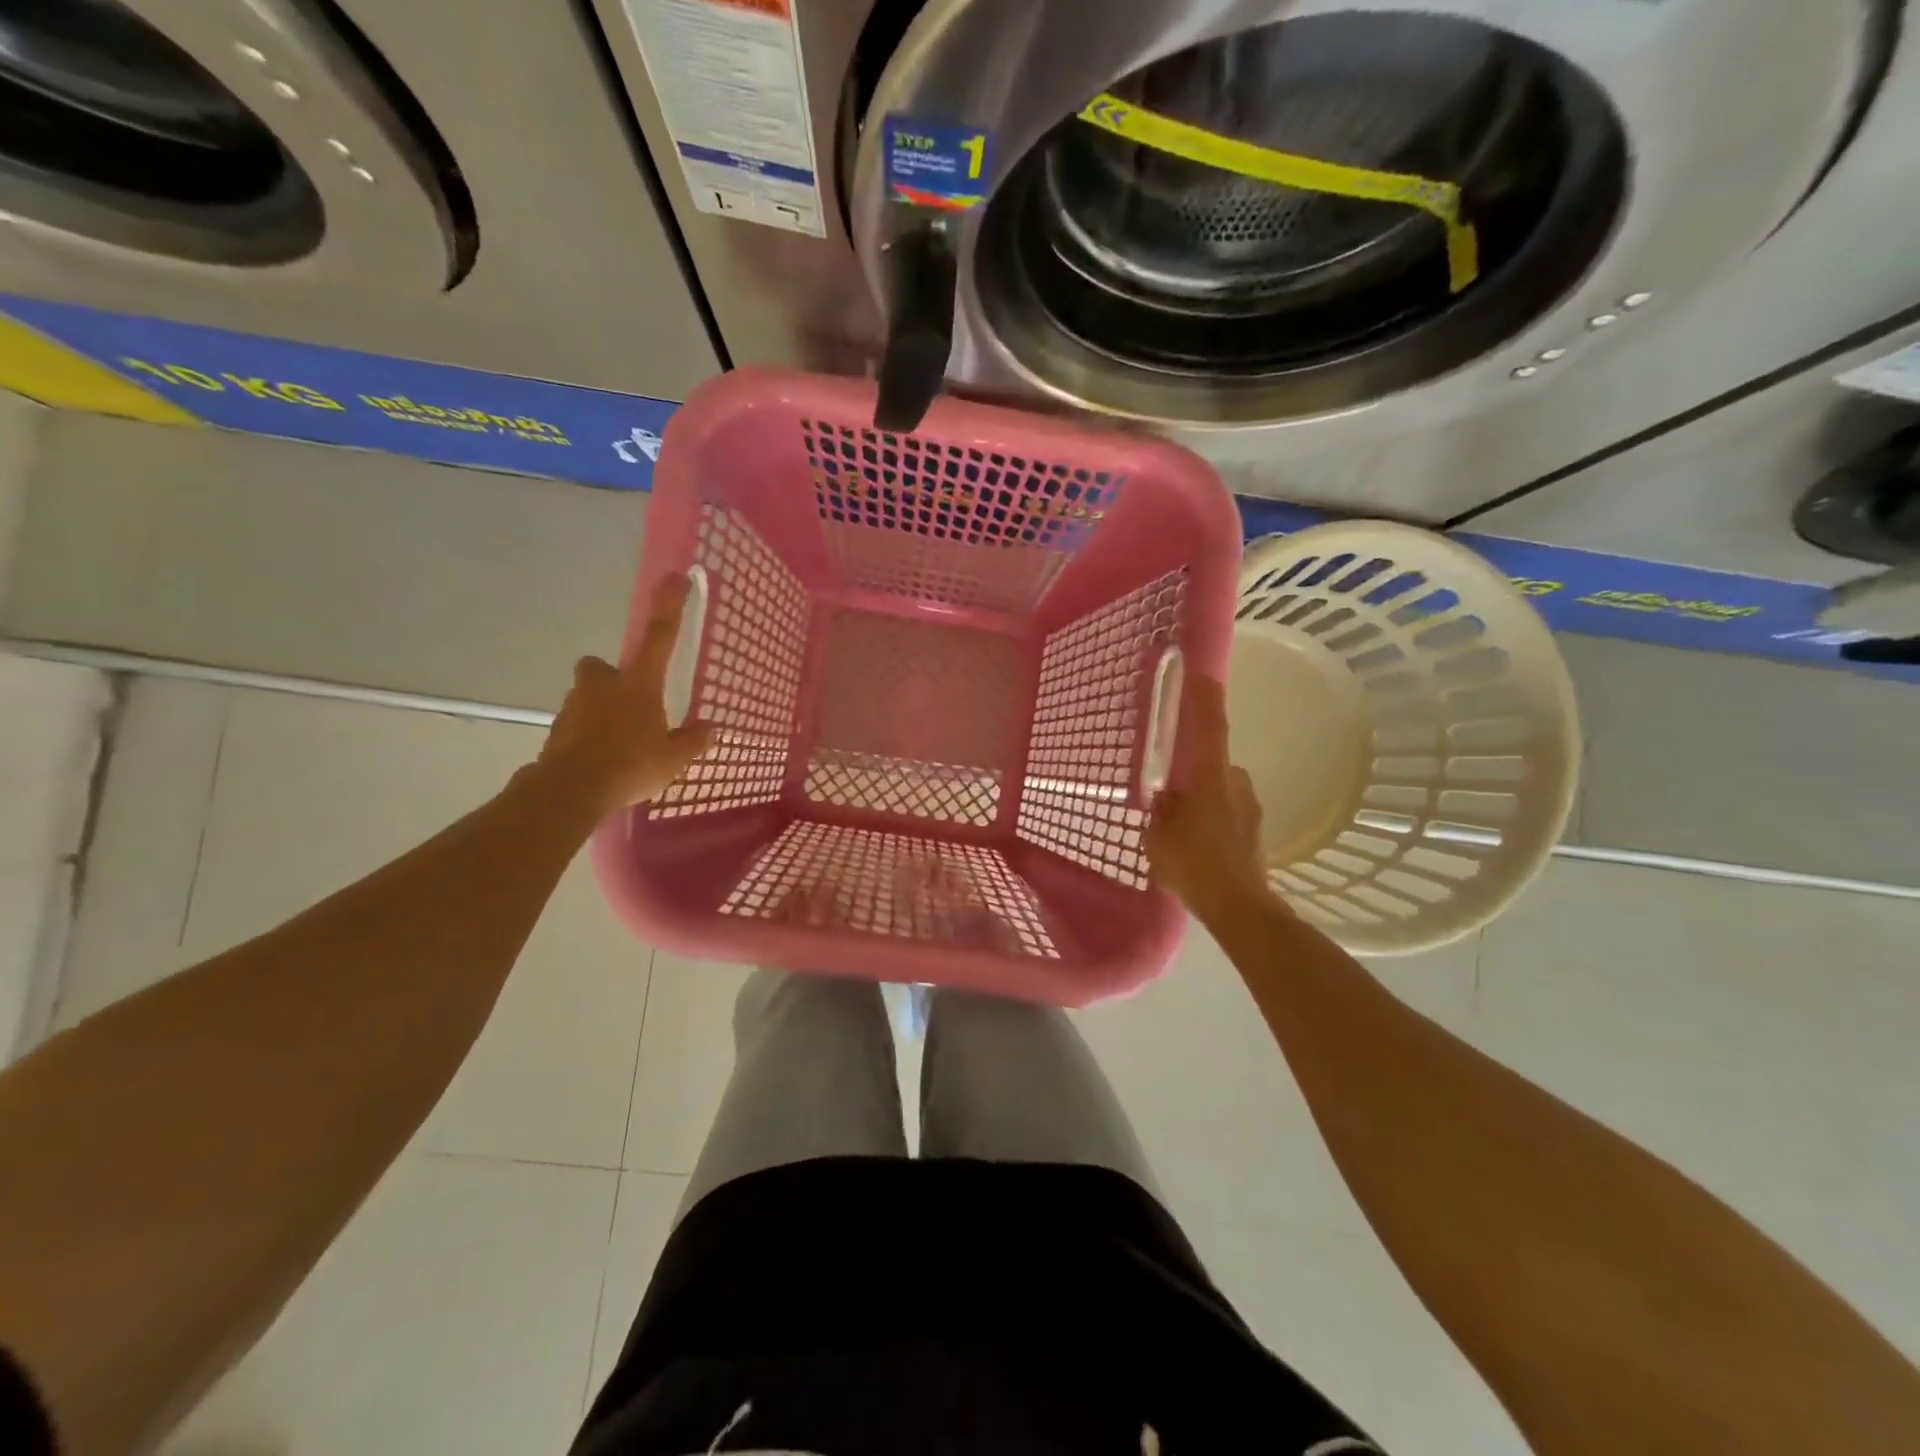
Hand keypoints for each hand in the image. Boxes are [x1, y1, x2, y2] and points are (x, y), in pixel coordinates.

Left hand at [535, 575, 714, 815]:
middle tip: (628, 701)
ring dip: (599, 710)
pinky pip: (576, 726)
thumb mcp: (674, 758)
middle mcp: (603, 686)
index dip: (669, 606)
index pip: (659, 636)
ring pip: (586, 697)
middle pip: (601, 667)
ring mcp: (574, 707)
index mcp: (638, 684)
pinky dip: (587, 737)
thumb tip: (713, 728)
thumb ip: (694, 740)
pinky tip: (601, 762)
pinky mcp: (556, 732)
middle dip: (610, 677)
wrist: (570, 790)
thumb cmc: (630, 765)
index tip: (675, 577)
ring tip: (618, 744)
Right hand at [1144, 674, 1272, 923]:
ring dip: (1201, 799)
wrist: (1239, 907)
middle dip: (1191, 773)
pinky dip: (1211, 819)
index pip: (1210, 727)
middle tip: (1168, 795)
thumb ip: (1161, 810)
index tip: (1202, 673)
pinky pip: (1226, 812)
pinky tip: (1196, 846)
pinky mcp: (1254, 830)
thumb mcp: (1158, 836)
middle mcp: (1236, 783)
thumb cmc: (1193, 865)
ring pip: (1219, 791)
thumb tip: (1167, 798)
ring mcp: (1250, 807)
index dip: (1205, 698)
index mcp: (1211, 778)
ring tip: (1180, 830)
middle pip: (1211, 765)